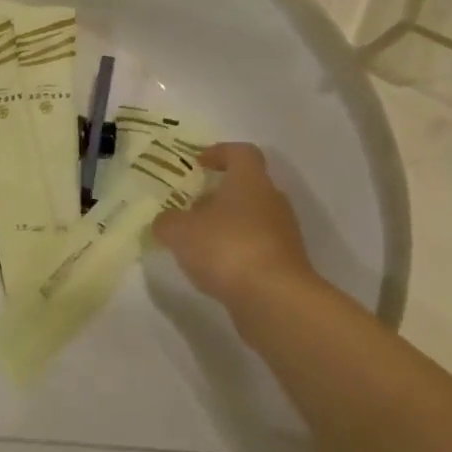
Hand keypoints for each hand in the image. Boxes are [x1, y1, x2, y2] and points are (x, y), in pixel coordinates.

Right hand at [153, 143, 318, 304]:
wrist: (274, 298)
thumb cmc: (226, 247)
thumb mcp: (179, 231)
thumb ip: (167, 222)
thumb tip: (165, 222)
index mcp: (249, 181)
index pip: (242, 152)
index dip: (220, 152)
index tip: (198, 163)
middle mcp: (272, 201)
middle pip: (247, 187)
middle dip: (219, 194)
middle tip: (192, 206)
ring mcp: (283, 234)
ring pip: (252, 219)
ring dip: (227, 225)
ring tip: (198, 242)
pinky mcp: (286, 264)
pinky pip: (257, 248)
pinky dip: (237, 252)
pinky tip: (215, 269)